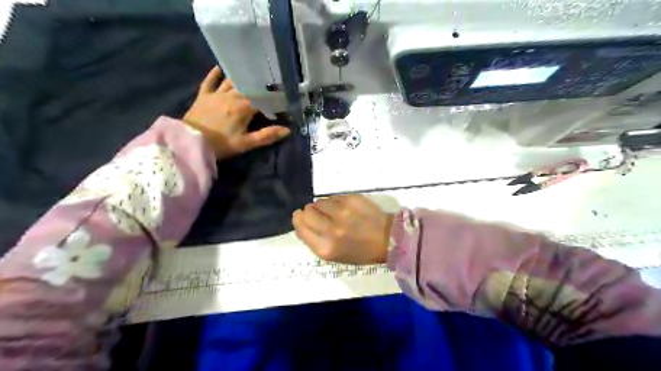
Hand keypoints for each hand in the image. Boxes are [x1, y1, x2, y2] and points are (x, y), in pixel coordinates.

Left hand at [182, 65, 290, 158]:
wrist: (191, 143)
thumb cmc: (221, 144)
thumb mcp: (247, 143)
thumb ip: (267, 136)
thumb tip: (287, 130)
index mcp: (243, 107)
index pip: (262, 99)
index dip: (272, 99)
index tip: (281, 100)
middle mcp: (231, 96)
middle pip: (248, 87)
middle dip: (259, 86)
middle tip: (268, 84)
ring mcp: (216, 94)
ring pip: (231, 81)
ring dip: (241, 78)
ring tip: (251, 74)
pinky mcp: (203, 95)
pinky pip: (210, 80)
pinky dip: (215, 73)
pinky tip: (221, 67)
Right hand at [290, 195, 390, 263]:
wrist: (388, 240)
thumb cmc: (360, 251)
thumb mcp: (333, 255)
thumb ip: (313, 239)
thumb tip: (300, 219)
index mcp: (325, 248)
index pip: (300, 226)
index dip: (300, 220)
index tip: (304, 218)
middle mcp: (331, 230)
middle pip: (306, 211)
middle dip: (310, 212)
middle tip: (323, 216)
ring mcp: (342, 212)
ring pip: (319, 202)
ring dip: (324, 206)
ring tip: (337, 214)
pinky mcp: (352, 199)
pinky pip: (333, 197)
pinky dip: (336, 202)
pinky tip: (347, 209)